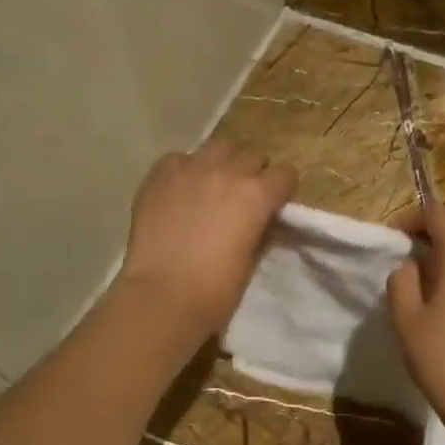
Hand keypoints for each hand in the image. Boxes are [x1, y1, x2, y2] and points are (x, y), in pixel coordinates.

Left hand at [118, 141, 295, 339]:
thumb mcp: (252, 258)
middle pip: (252, 156)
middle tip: (242, 198)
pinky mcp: (160, 174)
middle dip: (253, 174)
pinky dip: (186, 170)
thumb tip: (261, 218)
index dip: (281, 191)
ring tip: (213, 186)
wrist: (163, 296)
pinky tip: (181, 191)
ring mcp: (191, 169)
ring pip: (219, 147)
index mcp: (257, 195)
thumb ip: (260, 228)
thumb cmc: (216, 290)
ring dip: (223, 163)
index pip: (285, 175)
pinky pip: (181, 159)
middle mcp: (227, 171)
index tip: (275, 205)